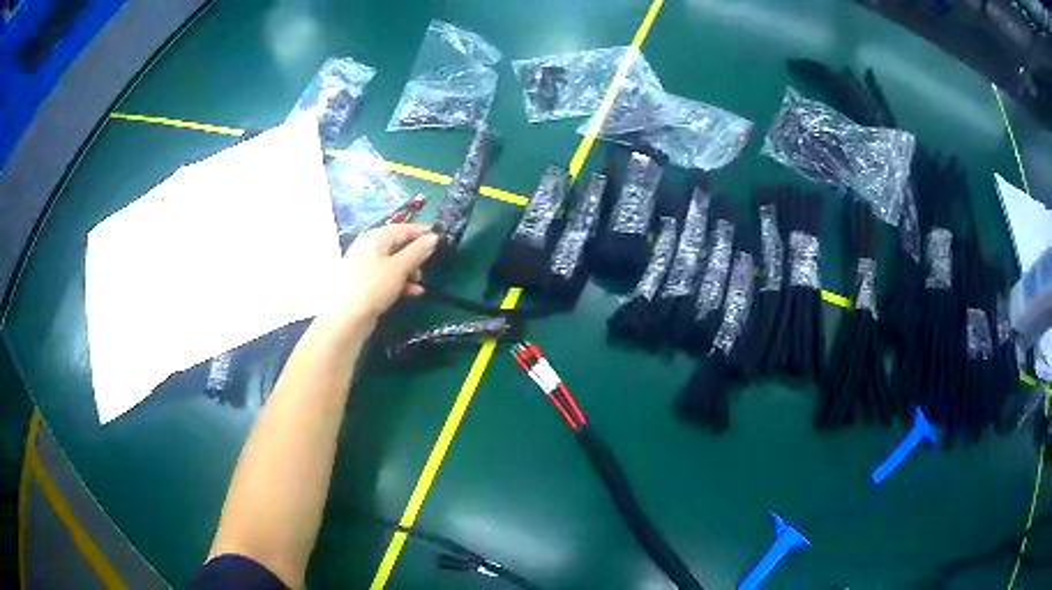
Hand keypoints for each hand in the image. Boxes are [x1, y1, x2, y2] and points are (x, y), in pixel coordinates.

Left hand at [318, 223, 437, 334]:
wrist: (346, 318)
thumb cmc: (374, 286)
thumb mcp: (399, 267)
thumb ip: (417, 251)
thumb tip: (433, 237)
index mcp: (374, 238)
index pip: (401, 228)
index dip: (420, 231)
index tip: (439, 236)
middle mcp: (367, 248)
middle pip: (395, 245)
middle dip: (414, 254)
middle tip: (430, 262)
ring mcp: (363, 267)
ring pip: (391, 263)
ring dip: (408, 270)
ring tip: (421, 281)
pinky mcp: (363, 285)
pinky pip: (385, 277)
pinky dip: (399, 282)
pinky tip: (412, 292)